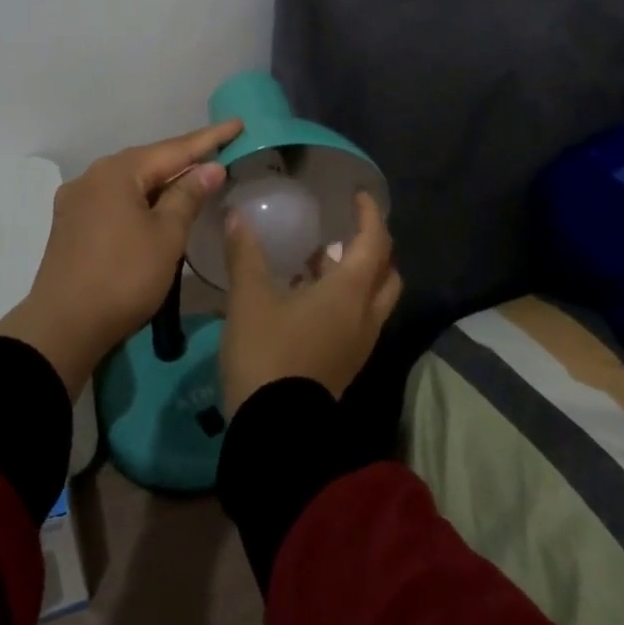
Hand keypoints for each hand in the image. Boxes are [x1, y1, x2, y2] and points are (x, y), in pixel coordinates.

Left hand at [0, 119, 242, 398]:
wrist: (62, 327)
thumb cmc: (123, 277)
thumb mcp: (166, 236)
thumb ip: (187, 196)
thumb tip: (209, 167)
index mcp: (118, 172)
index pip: (174, 148)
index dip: (210, 139)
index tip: (238, 124)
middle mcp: (93, 176)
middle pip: (148, 161)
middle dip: (184, 158)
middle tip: (220, 152)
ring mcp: (77, 200)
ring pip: (130, 181)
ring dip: (162, 180)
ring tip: (193, 178)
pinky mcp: (71, 224)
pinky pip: (115, 199)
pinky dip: (141, 198)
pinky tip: (155, 206)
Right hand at [219, 190, 402, 416]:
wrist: (275, 428)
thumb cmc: (267, 352)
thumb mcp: (249, 298)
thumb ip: (245, 254)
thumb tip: (237, 215)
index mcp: (349, 292)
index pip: (375, 242)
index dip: (370, 215)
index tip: (359, 196)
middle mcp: (364, 315)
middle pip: (387, 272)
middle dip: (372, 247)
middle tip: (346, 230)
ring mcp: (359, 343)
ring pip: (373, 297)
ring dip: (356, 274)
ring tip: (319, 258)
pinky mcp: (346, 362)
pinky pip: (358, 318)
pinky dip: (345, 297)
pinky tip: (307, 295)